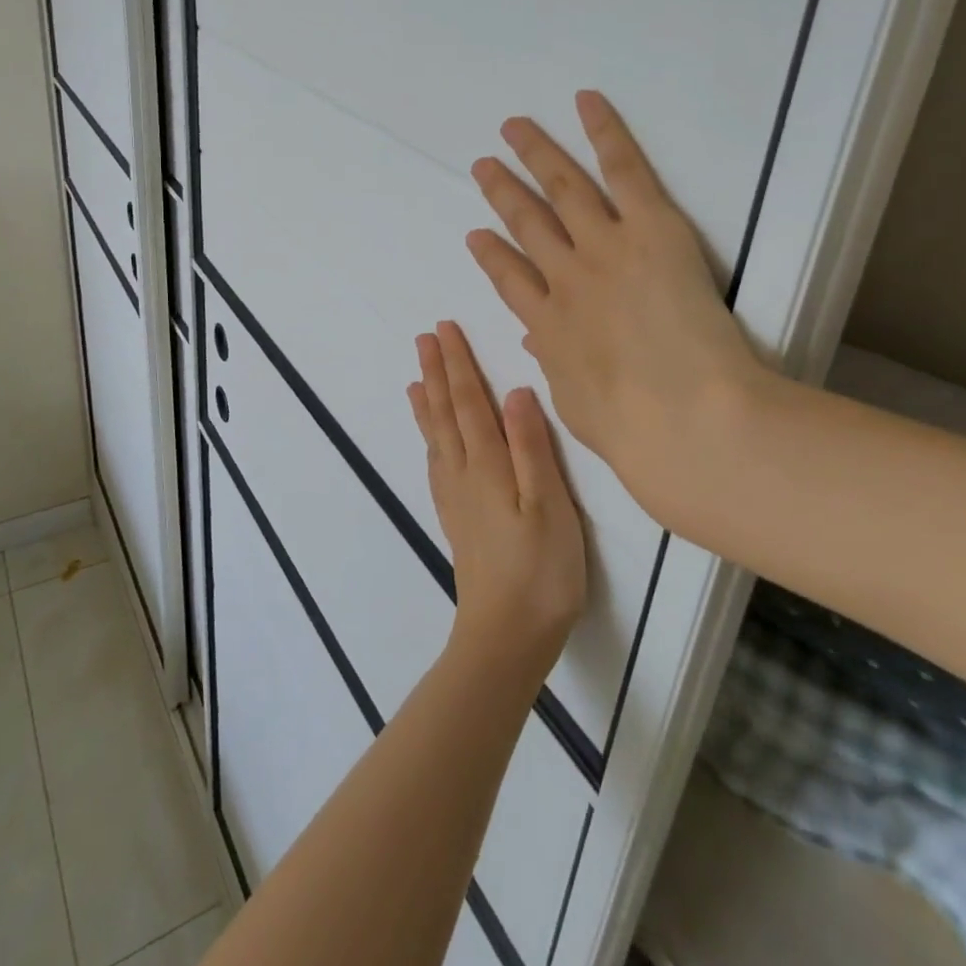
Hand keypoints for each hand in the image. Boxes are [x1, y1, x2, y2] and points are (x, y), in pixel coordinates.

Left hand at [408, 322, 586, 686]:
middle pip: (445, 413)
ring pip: (436, 436)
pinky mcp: (457, 519)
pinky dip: (429, 439)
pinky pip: (435, 464)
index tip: (444, 330)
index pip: (468, 402)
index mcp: (488, 464)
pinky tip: (430, 440)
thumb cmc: (540, 570)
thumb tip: (516, 391)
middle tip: (424, 338)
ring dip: (427, 401)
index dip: (458, 364)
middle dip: (436, 372)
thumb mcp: (549, 505)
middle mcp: (464, 474)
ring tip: (416, 378)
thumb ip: (531, 447)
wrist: (506, 636)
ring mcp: (456, 498)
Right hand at [465, 91, 769, 533]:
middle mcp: (565, 277)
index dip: (491, 255)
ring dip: (535, 155)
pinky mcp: (650, 227)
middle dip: (502, 192)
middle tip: (483, 165)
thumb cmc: (633, 429)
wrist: (685, 418)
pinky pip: (623, 169)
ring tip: (514, 128)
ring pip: (562, 188)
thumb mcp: (577, 404)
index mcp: (548, 325)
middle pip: (526, 223)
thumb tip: (538, 339)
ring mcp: (604, 246)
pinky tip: (585, 102)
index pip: (509, 279)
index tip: (477, 236)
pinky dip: (604, 132)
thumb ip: (555, 364)